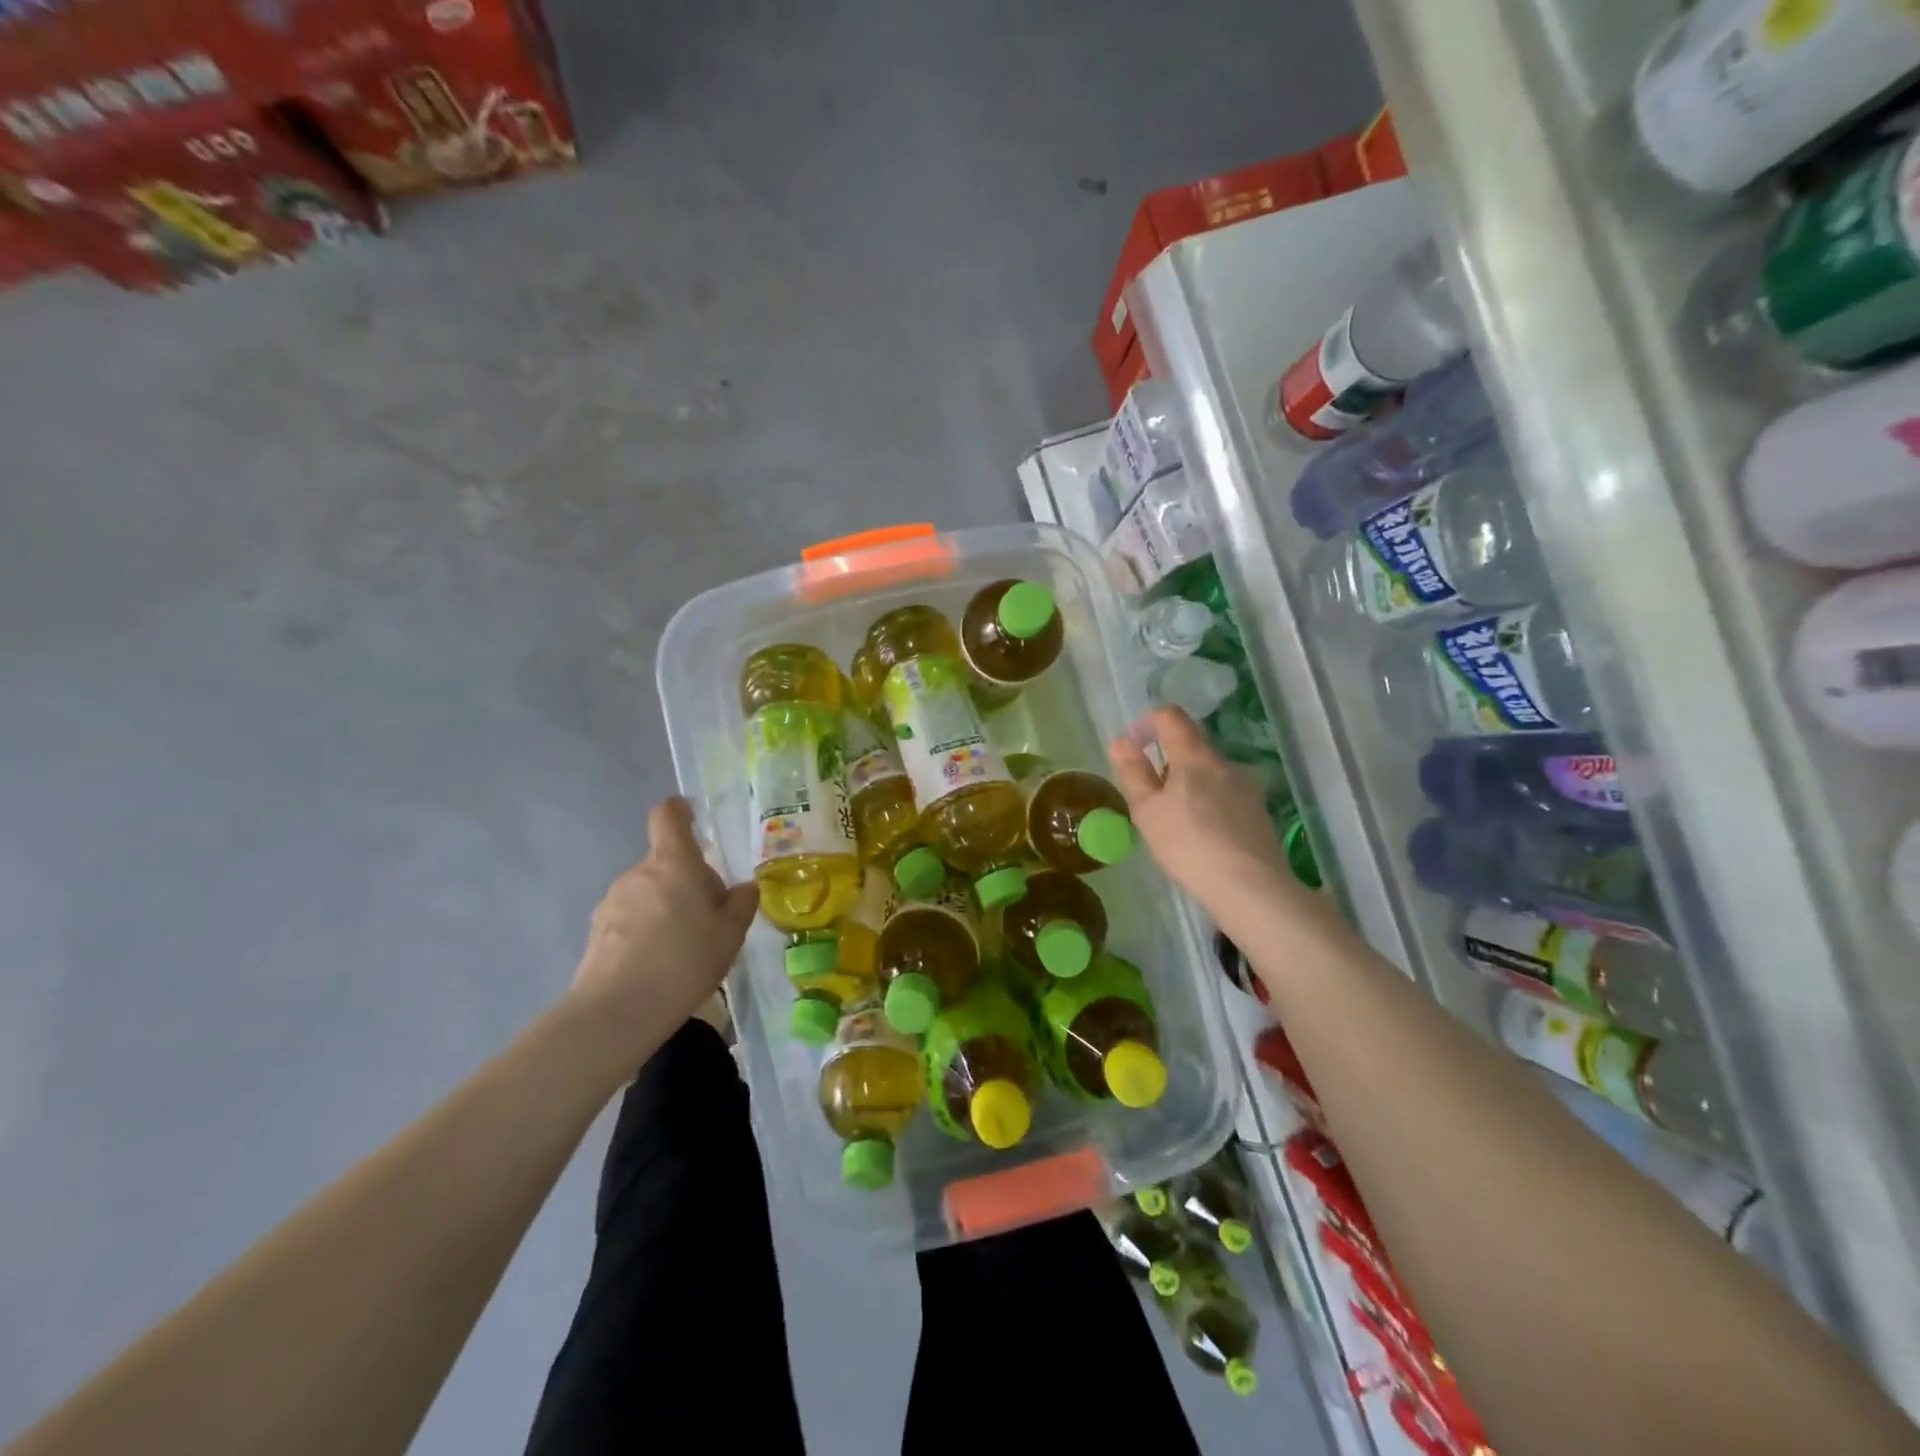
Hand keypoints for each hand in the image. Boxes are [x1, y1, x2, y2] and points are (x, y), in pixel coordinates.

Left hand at [566, 798, 758, 1059]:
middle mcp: (638, 873)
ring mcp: (612, 901)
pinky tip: (658, 962)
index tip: (692, 817)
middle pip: (665, 862)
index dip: (679, 811)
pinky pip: (630, 917)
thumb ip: (741, 903)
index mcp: (673, 863)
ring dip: (665, 905)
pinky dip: (646, 928)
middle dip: (686, 879)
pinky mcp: (596, 930)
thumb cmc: (685, 960)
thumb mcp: (731, 933)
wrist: (618, 1011)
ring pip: (648, 891)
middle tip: (708, 916)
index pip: (668, 817)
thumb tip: (744, 887)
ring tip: (683, 946)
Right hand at [1109, 707, 1292, 912]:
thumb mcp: (1147, 811)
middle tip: (1151, 795)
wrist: (1250, 887)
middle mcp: (1225, 763)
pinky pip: (1228, 795)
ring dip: (1190, 784)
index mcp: (1195, 756)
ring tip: (1176, 821)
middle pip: (1193, 745)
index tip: (1136, 745)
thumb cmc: (1188, 844)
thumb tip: (1121, 742)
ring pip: (1211, 772)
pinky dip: (1210, 803)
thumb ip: (1133, 773)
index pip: (1172, 717)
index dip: (1149, 722)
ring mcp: (1248, 787)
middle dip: (1168, 759)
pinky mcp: (1260, 812)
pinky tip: (1203, 836)